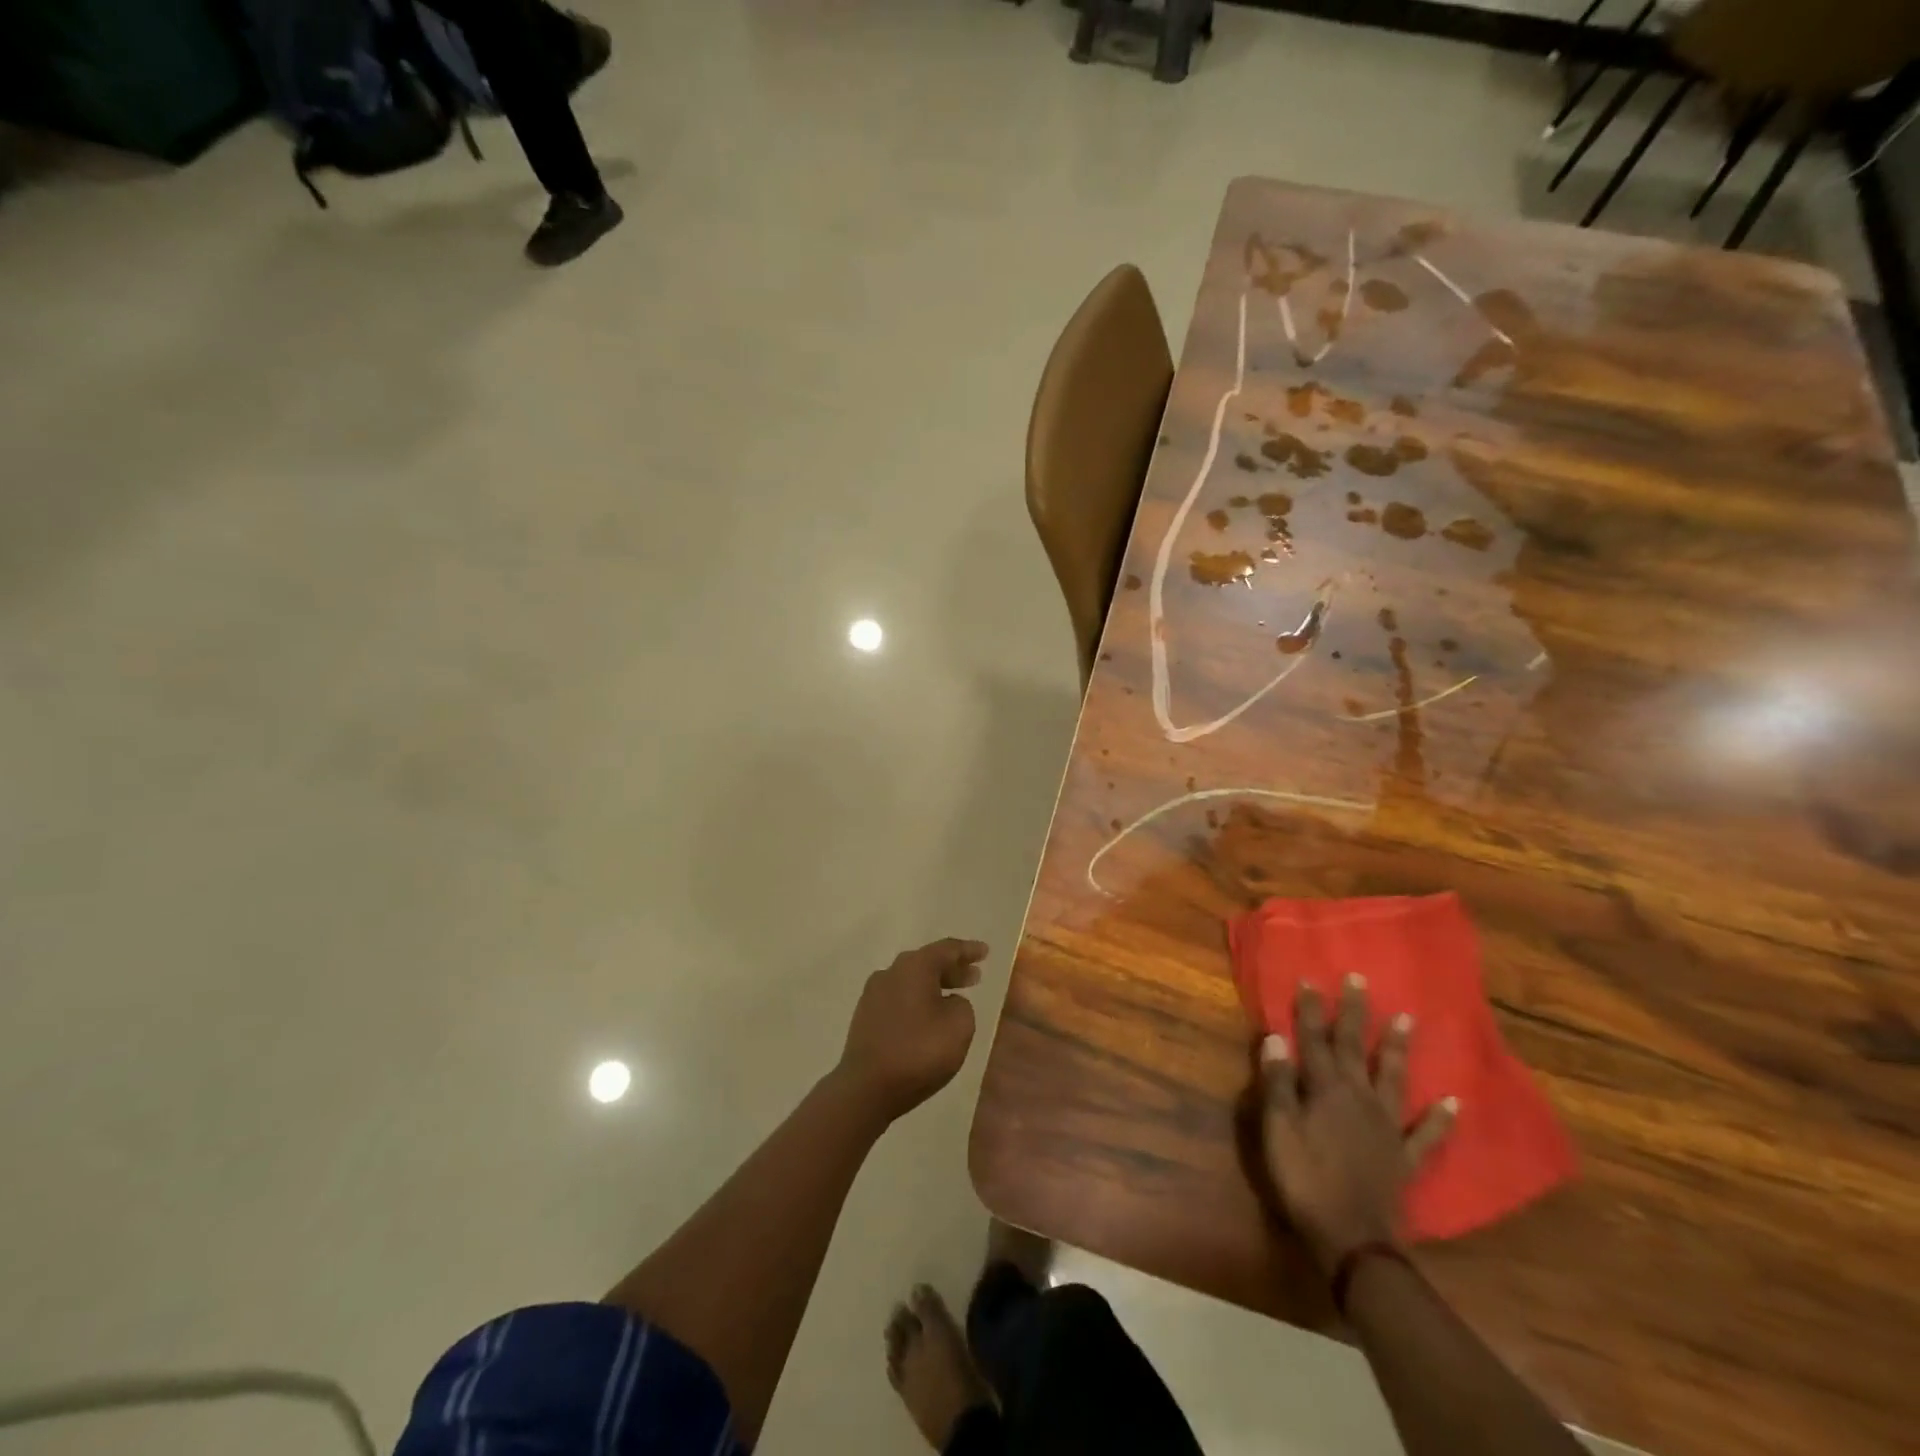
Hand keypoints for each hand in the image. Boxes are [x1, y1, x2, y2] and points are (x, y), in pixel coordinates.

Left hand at [837, 938, 987, 1121]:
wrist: (866, 1088)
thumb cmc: (918, 1052)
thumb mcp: (959, 1026)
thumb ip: (962, 1005)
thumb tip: (948, 1002)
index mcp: (914, 967)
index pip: (947, 949)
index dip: (968, 950)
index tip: (985, 951)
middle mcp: (891, 972)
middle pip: (927, 963)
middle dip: (952, 969)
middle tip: (974, 976)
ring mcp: (874, 994)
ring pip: (911, 981)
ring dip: (935, 986)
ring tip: (955, 996)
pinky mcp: (865, 1016)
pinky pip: (899, 998)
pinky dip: (918, 1000)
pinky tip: (928, 1016)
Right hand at [1259, 975, 1456, 1273]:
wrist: (1352, 1238)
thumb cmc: (1304, 1178)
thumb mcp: (1277, 1128)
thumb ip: (1277, 1082)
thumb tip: (1275, 1038)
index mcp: (1324, 1089)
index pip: (1313, 1040)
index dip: (1310, 1010)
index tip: (1310, 979)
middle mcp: (1359, 1097)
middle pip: (1355, 1047)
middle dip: (1354, 1013)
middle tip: (1360, 980)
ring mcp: (1387, 1126)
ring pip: (1394, 1078)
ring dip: (1399, 1049)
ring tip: (1409, 1020)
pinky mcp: (1405, 1157)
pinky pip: (1426, 1135)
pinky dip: (1441, 1119)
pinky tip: (1454, 1102)